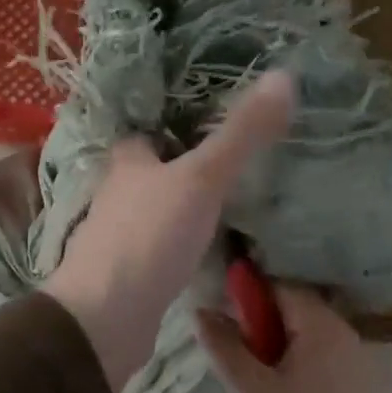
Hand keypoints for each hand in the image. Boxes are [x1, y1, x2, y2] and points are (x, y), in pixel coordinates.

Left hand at [43, 72, 294, 390]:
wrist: (106, 317)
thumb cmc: (150, 236)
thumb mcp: (203, 178)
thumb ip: (241, 134)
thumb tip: (285, 75)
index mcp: (128, 162)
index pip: (149, 132)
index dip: (176, 126)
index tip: (215, 124)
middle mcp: (118, 195)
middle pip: (154, 173)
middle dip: (185, 170)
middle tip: (234, 167)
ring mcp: (120, 238)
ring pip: (157, 212)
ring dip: (184, 209)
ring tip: (231, 206)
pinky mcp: (129, 275)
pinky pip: (161, 250)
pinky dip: (182, 246)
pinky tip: (208, 253)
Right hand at [198, 285, 391, 392]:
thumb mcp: (249, 392)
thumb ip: (224, 345)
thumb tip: (201, 310)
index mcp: (325, 329)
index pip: (282, 289)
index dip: (247, 297)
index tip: (220, 321)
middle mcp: (348, 338)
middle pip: (296, 312)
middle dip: (259, 327)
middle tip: (231, 358)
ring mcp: (357, 368)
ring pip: (306, 341)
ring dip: (274, 350)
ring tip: (249, 385)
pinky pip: (320, 364)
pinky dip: (293, 369)